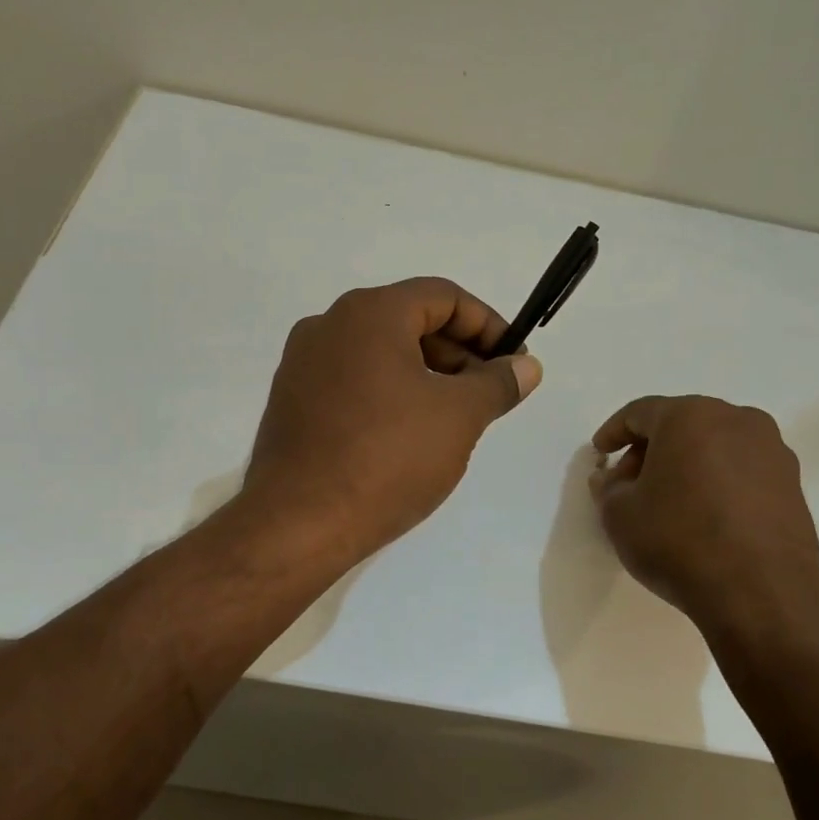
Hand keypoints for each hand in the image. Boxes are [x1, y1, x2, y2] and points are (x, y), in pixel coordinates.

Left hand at [243, 278, 542, 564]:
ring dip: (425, 375)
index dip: (488, 324)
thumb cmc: (388, 459)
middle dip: (458, 353)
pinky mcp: (292, 401)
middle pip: (409, 321)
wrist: (298, 523)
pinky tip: (408, 435)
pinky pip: (352, 381)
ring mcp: (303, 364)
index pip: (443, 296)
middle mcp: (328, 325)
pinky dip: (389, 393)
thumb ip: (498, 383)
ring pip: (380, 353)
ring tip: (454, 418)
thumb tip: (526, 367)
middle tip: (488, 394)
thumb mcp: (458, 417)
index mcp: (369, 313)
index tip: (513, 362)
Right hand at [589, 395, 818, 629]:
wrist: (760, 592)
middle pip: (681, 424)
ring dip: (686, 465)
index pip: (640, 412)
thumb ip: (608, 488)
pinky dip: (717, 482)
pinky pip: (742, 470)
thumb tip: (611, 479)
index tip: (600, 454)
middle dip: (650, 450)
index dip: (614, 432)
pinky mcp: (793, 484)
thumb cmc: (678, 540)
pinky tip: (704, 516)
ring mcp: (772, 451)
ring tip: (668, 502)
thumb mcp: (620, 515)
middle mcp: (737, 420)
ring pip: (715, 445)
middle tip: (629, 483)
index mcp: (690, 416)